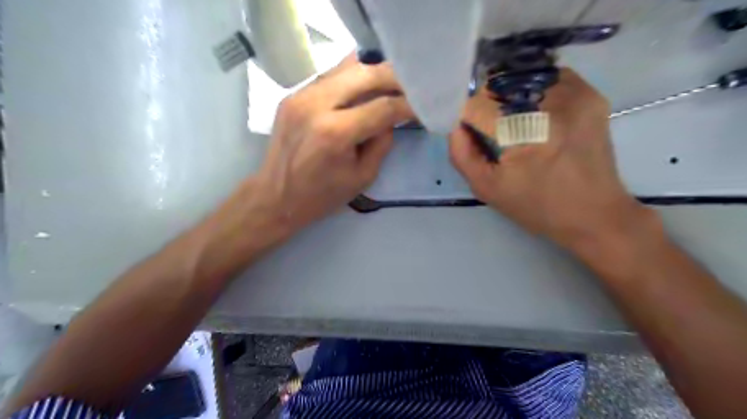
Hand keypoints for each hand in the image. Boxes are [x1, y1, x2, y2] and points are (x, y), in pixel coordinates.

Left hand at [252, 53, 414, 235]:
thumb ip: (381, 143)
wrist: (275, 197)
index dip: (407, 104)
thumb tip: (391, 118)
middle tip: (411, 85)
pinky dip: (352, 79)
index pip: (382, 107)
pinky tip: (364, 90)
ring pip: (346, 67)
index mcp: (335, 133)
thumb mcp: (363, 176)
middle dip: (393, 77)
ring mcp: (300, 95)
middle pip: (365, 73)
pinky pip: (330, 77)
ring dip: (373, 73)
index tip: (423, 105)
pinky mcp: (293, 95)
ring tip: (390, 84)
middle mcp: (316, 105)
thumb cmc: (321, 196)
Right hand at [449, 70, 648, 250]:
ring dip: (509, 97)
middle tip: (491, 131)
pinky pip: (549, 79)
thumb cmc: (537, 206)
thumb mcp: (487, 189)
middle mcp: (553, 102)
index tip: (470, 133)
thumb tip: (457, 125)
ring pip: (523, 79)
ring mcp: (577, 94)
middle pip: (501, 85)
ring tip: (513, 124)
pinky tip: (534, 116)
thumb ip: (462, 155)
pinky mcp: (590, 95)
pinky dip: (533, 92)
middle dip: (487, 105)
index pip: (478, 104)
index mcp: (525, 130)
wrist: (595, 214)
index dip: (467, 116)